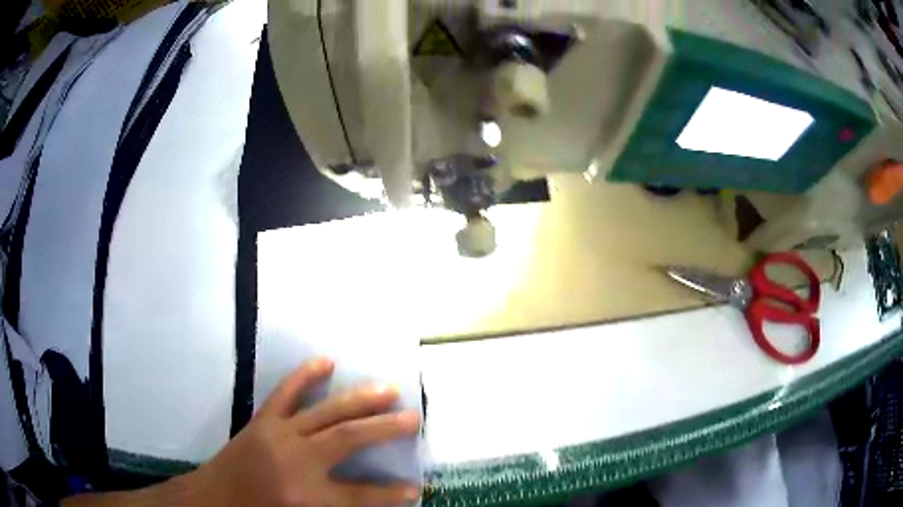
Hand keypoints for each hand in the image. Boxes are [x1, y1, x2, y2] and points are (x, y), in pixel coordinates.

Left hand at [188, 358, 421, 506]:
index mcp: (307, 497)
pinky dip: (306, 375)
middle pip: (349, 439)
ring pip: (326, 412)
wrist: (213, 499)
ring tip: (389, 390)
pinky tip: (327, 361)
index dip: (390, 494)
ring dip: (360, 400)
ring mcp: (278, 434)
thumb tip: (373, 500)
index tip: (414, 488)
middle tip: (414, 418)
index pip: (361, 495)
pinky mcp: (262, 420)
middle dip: (385, 429)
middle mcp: (296, 461)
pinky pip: (286, 392)